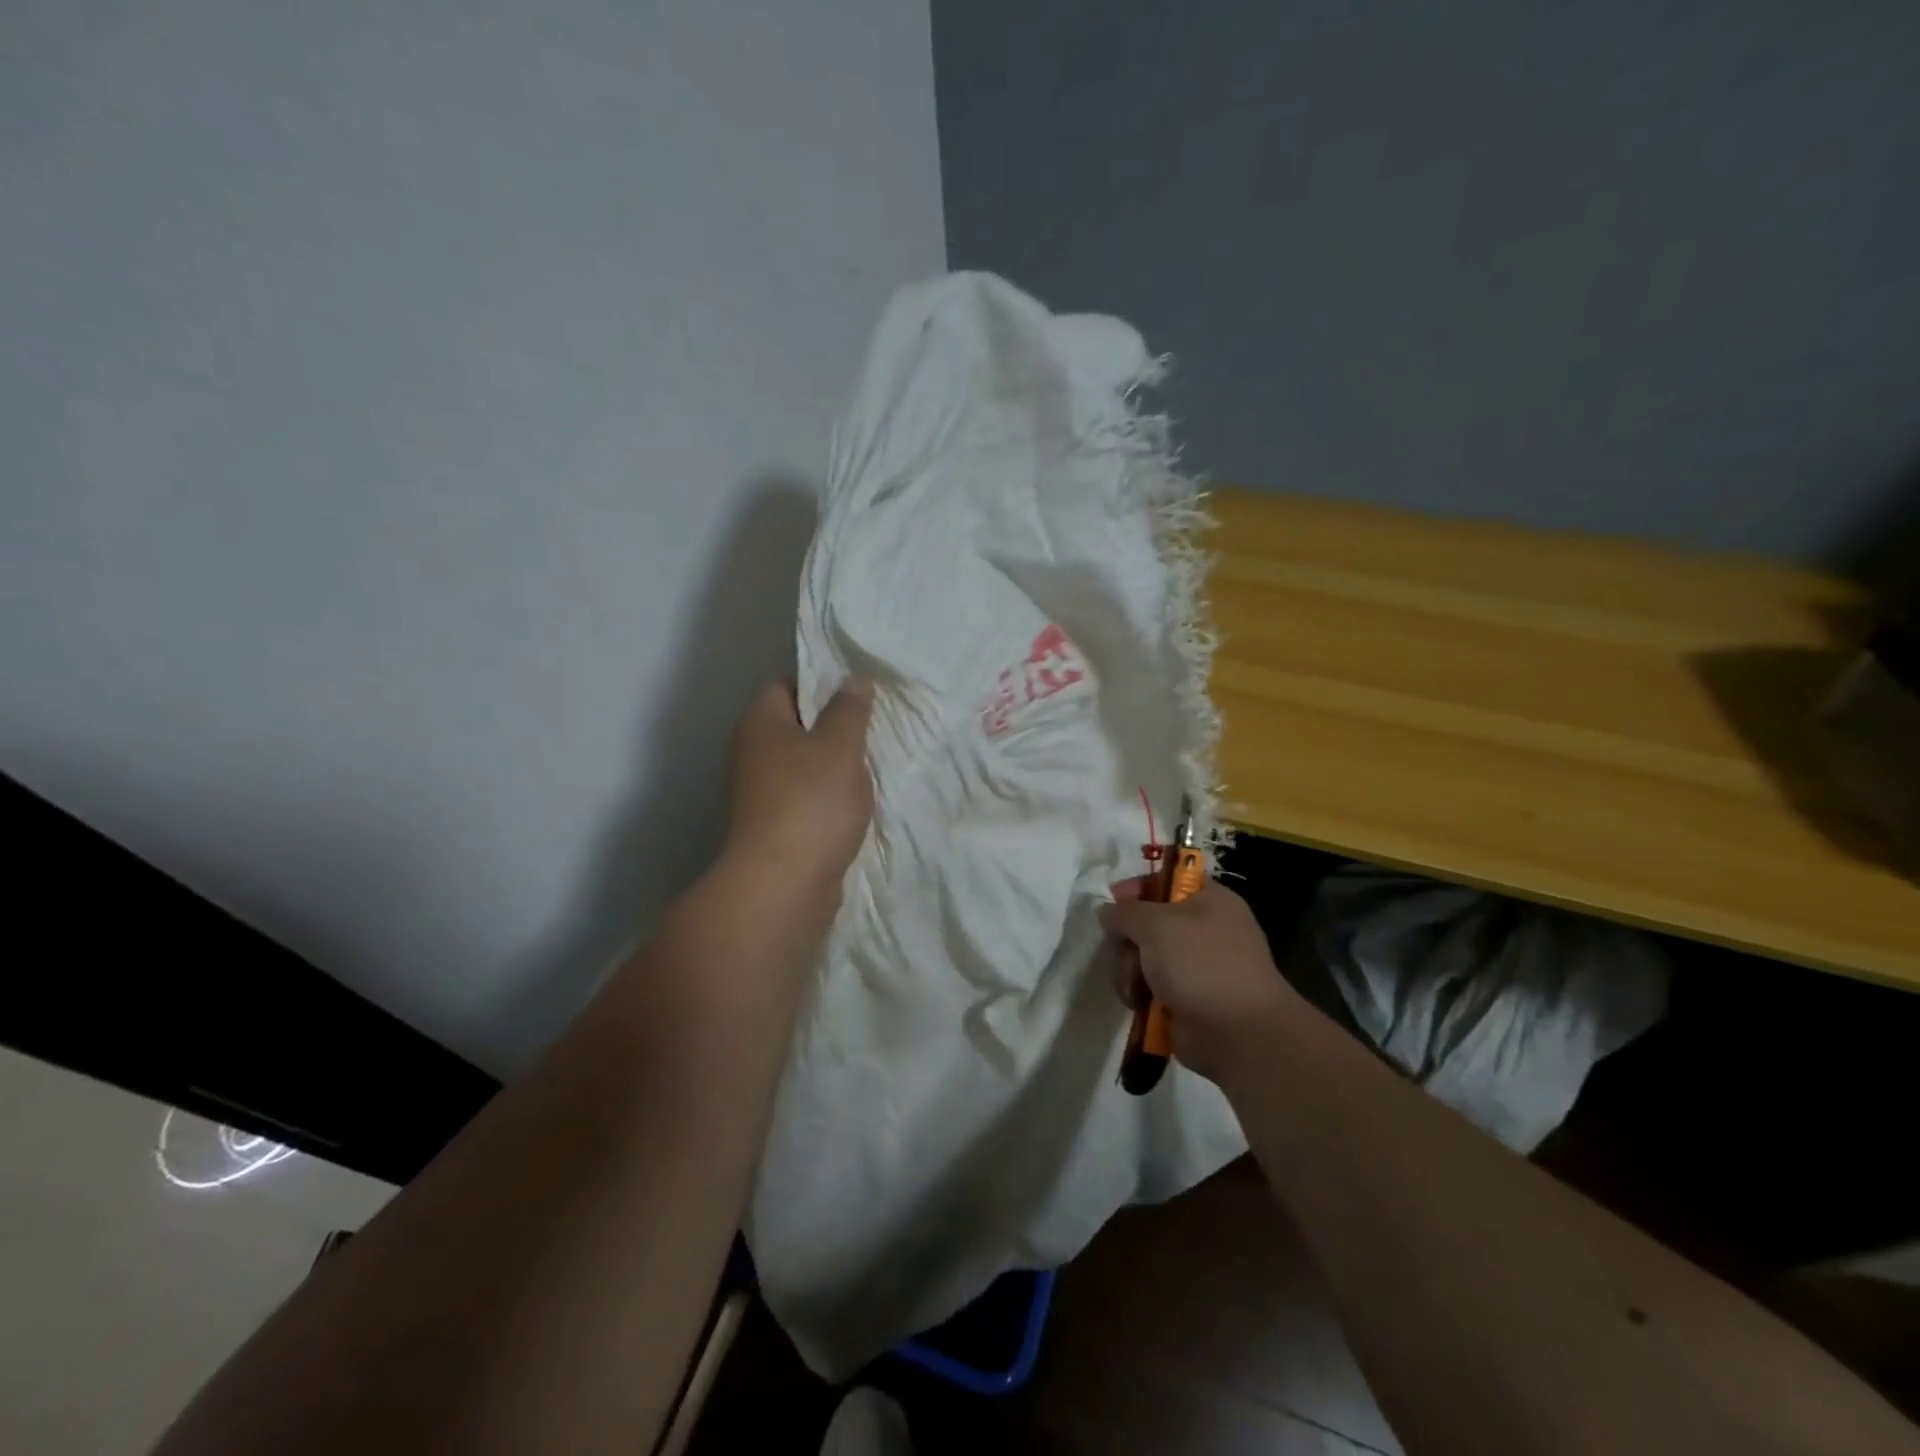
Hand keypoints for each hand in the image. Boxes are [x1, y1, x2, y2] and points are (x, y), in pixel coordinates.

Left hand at [723, 678, 874, 897]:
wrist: (783, 884)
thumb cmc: (811, 801)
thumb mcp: (840, 746)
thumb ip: (850, 710)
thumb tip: (853, 680)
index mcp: (760, 723)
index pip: (786, 685)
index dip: (821, 684)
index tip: (858, 696)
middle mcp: (752, 754)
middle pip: (795, 727)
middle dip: (834, 728)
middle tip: (872, 731)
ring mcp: (759, 793)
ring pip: (803, 766)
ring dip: (833, 767)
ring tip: (870, 769)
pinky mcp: (772, 826)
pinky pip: (805, 799)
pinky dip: (828, 799)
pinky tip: (854, 806)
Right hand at [1100, 878, 1298, 1083]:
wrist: (1237, 1033)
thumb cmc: (1201, 964)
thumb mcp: (1157, 924)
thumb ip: (1125, 911)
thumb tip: (1107, 910)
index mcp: (1209, 900)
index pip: (1167, 879)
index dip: (1138, 887)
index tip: (1115, 901)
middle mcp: (1203, 929)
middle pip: (1147, 921)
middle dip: (1128, 939)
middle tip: (1125, 951)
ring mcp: (1193, 966)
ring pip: (1142, 955)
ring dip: (1129, 969)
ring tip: (1134, 986)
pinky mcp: (1183, 997)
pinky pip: (1148, 984)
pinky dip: (1139, 992)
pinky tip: (1138, 1003)